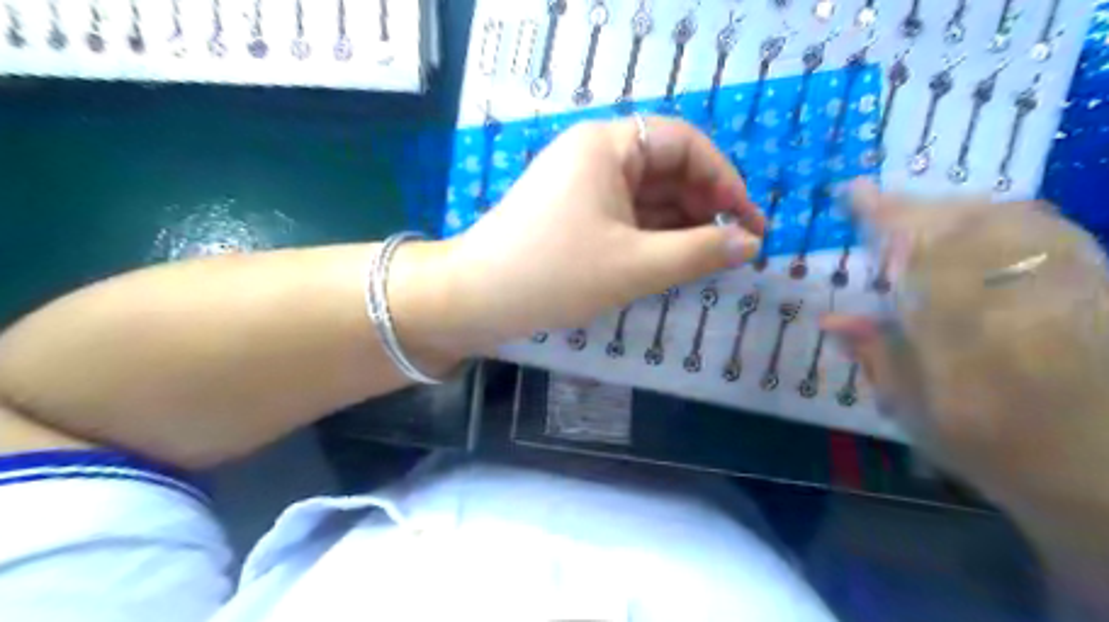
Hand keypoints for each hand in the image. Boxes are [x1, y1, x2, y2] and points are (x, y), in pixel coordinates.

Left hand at [442, 116, 763, 350]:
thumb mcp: (636, 265)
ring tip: (707, 261)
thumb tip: (750, 244)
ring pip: (646, 197)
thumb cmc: (554, 274)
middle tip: (730, 249)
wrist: (475, 300)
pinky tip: (672, 261)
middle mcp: (594, 155)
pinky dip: (651, 236)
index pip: (685, 144)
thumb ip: (700, 252)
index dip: (725, 180)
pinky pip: (624, 216)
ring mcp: (581, 185)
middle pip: (667, 169)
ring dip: (680, 226)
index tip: (748, 224)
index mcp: (607, 146)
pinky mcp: (572, 214)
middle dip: (704, 206)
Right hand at [827, 181, 1108, 523]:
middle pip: (960, 220)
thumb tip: (830, 321)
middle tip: (880, 208)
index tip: (852, 192)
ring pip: (1004, 215)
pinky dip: (1000, 219)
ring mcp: (1063, 278)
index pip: (913, 246)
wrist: (1104, 470)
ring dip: (954, 210)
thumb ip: (876, 355)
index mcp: (961, 320)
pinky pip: (1042, 228)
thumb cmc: (993, 443)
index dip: (880, 215)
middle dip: (913, 208)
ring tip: (925, 218)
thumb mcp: (917, 409)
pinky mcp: (1095, 281)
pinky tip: (983, 231)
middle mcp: (1014, 287)